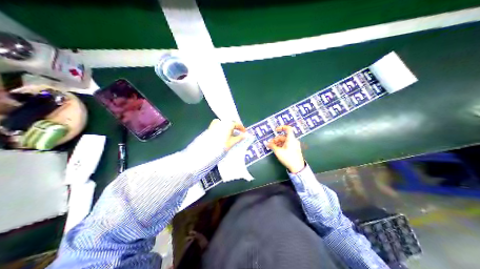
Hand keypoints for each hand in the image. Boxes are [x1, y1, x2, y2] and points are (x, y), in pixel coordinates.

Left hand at [209, 118, 247, 150]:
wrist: (208, 149)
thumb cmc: (222, 145)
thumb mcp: (232, 142)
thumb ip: (239, 138)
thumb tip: (245, 135)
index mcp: (228, 123)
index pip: (237, 124)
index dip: (241, 128)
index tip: (244, 132)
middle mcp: (222, 121)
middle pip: (230, 123)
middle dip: (235, 127)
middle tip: (238, 133)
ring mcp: (215, 123)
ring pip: (224, 123)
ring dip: (229, 128)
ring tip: (231, 134)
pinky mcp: (211, 127)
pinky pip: (219, 125)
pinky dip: (223, 128)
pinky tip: (223, 133)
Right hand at [266, 126, 302, 173]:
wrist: (297, 167)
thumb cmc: (288, 158)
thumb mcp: (278, 152)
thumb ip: (272, 146)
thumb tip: (267, 143)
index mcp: (291, 139)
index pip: (288, 129)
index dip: (281, 127)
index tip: (275, 130)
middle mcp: (294, 140)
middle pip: (284, 136)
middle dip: (276, 139)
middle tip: (270, 144)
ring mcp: (295, 145)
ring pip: (285, 141)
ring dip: (278, 143)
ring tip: (273, 147)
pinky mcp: (295, 150)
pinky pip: (287, 145)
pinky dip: (282, 145)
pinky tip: (277, 150)